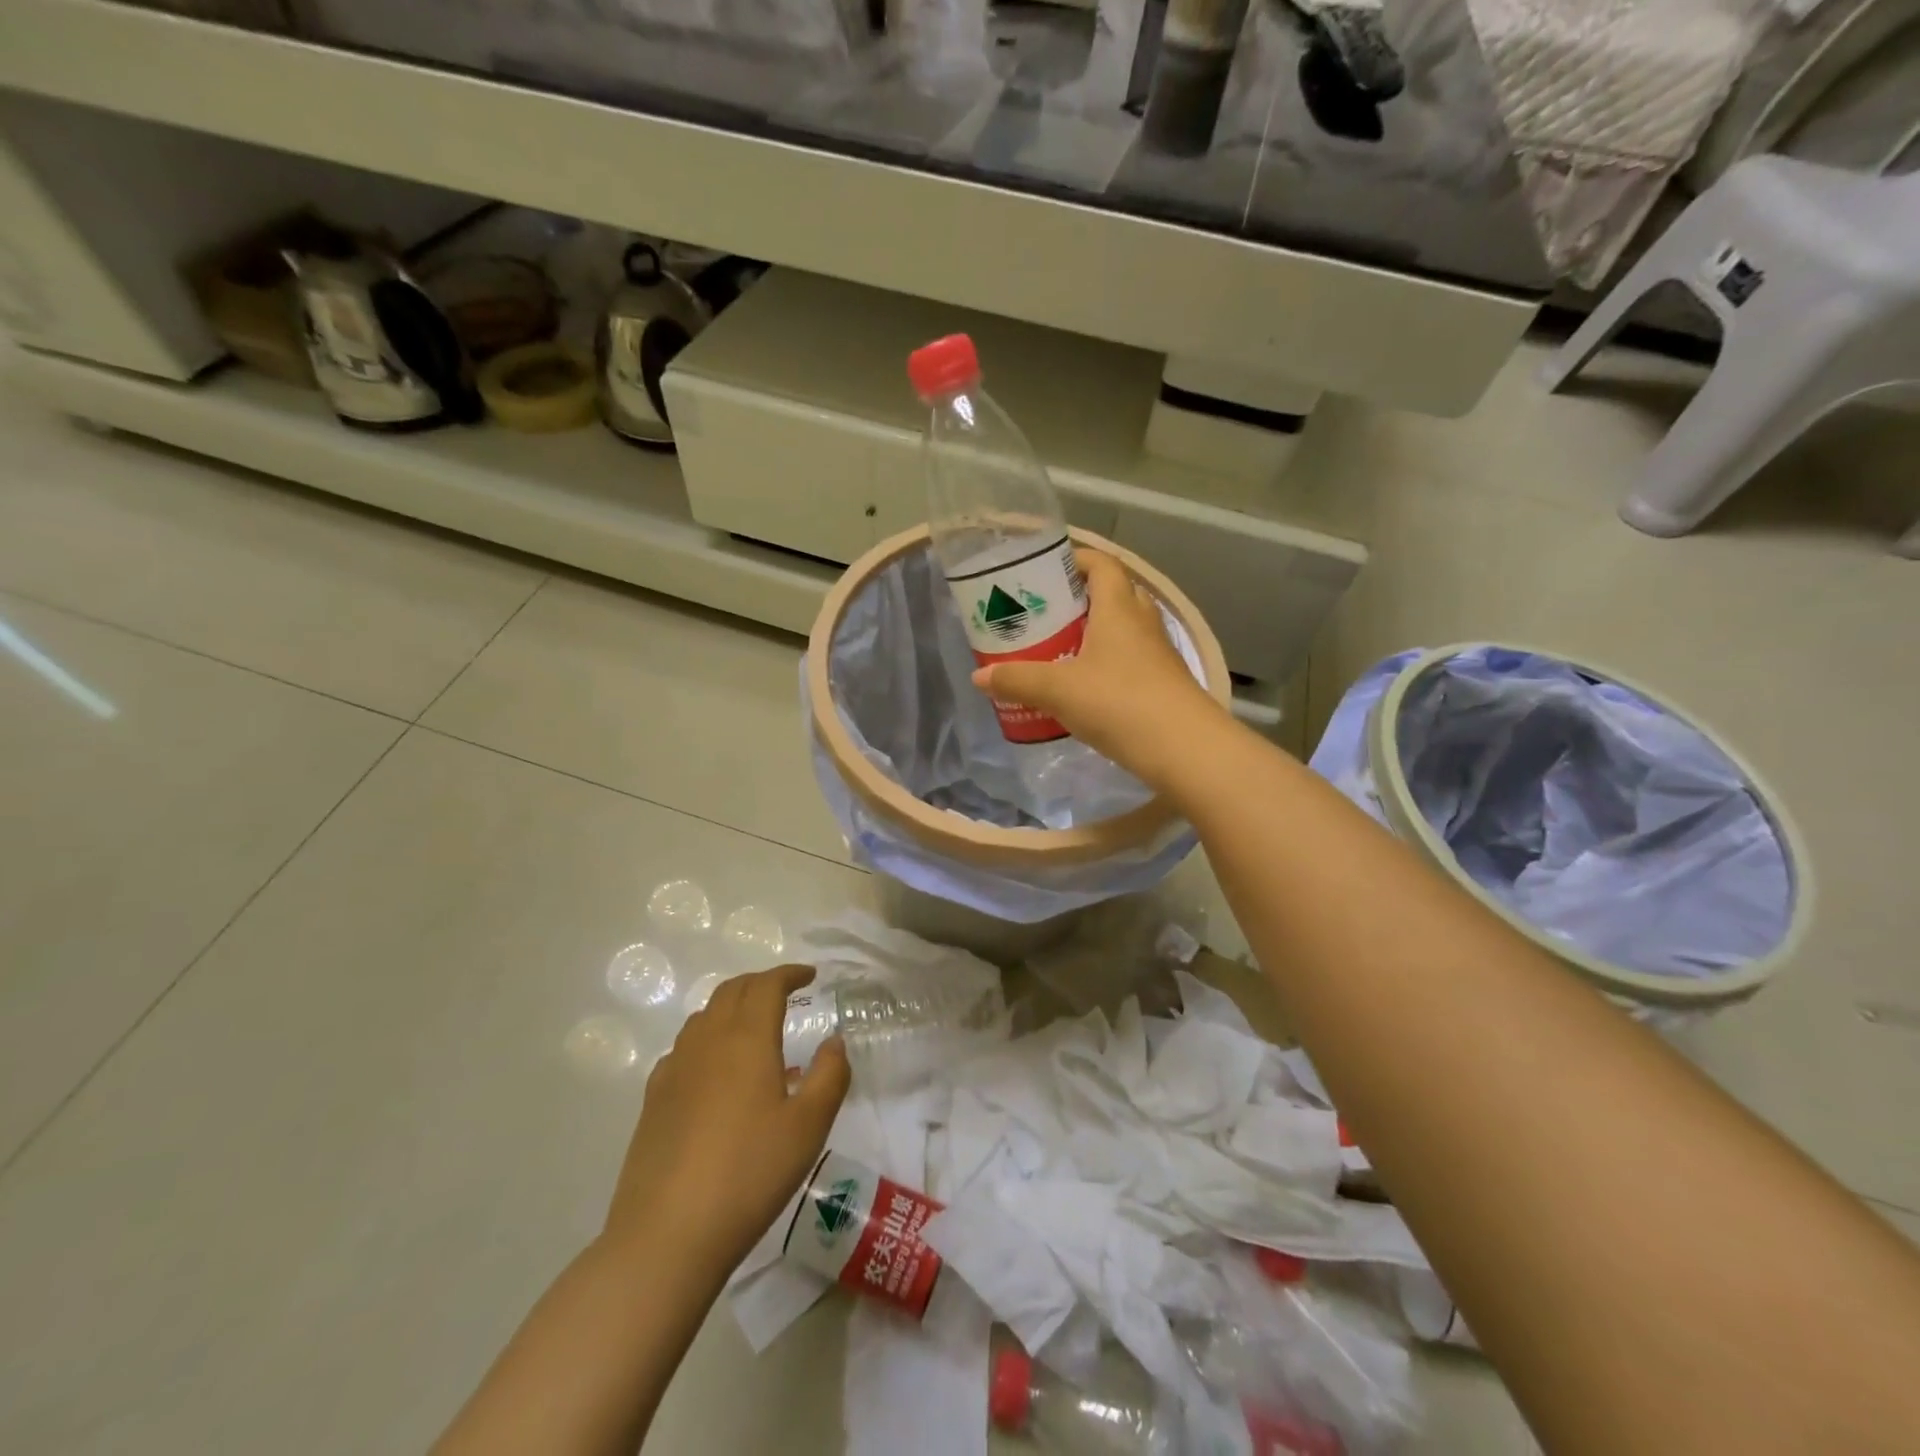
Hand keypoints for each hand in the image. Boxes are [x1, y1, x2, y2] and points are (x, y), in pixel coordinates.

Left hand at [604, 964, 849, 1277]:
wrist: (667, 1234)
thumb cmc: (749, 1174)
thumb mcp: (808, 1127)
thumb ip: (830, 1075)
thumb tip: (833, 1042)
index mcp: (747, 1039)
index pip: (767, 985)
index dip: (789, 974)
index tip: (809, 976)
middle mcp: (707, 1041)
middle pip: (732, 991)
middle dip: (761, 983)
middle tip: (785, 992)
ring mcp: (675, 1069)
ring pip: (705, 1016)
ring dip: (732, 1007)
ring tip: (754, 1027)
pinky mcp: (654, 1100)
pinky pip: (684, 1048)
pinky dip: (707, 1039)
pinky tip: (716, 1071)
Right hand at [972, 549, 1225, 788]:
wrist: (1184, 749)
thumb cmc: (1119, 703)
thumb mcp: (1058, 690)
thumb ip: (1017, 680)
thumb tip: (979, 677)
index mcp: (1119, 609)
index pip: (1103, 565)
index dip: (1077, 559)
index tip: (1047, 569)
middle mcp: (1142, 624)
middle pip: (1113, 595)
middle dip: (1080, 599)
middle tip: (1045, 613)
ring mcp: (1157, 655)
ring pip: (1123, 631)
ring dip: (1094, 634)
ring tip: (1058, 649)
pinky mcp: (1163, 684)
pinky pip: (1130, 662)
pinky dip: (1106, 665)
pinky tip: (1083, 687)